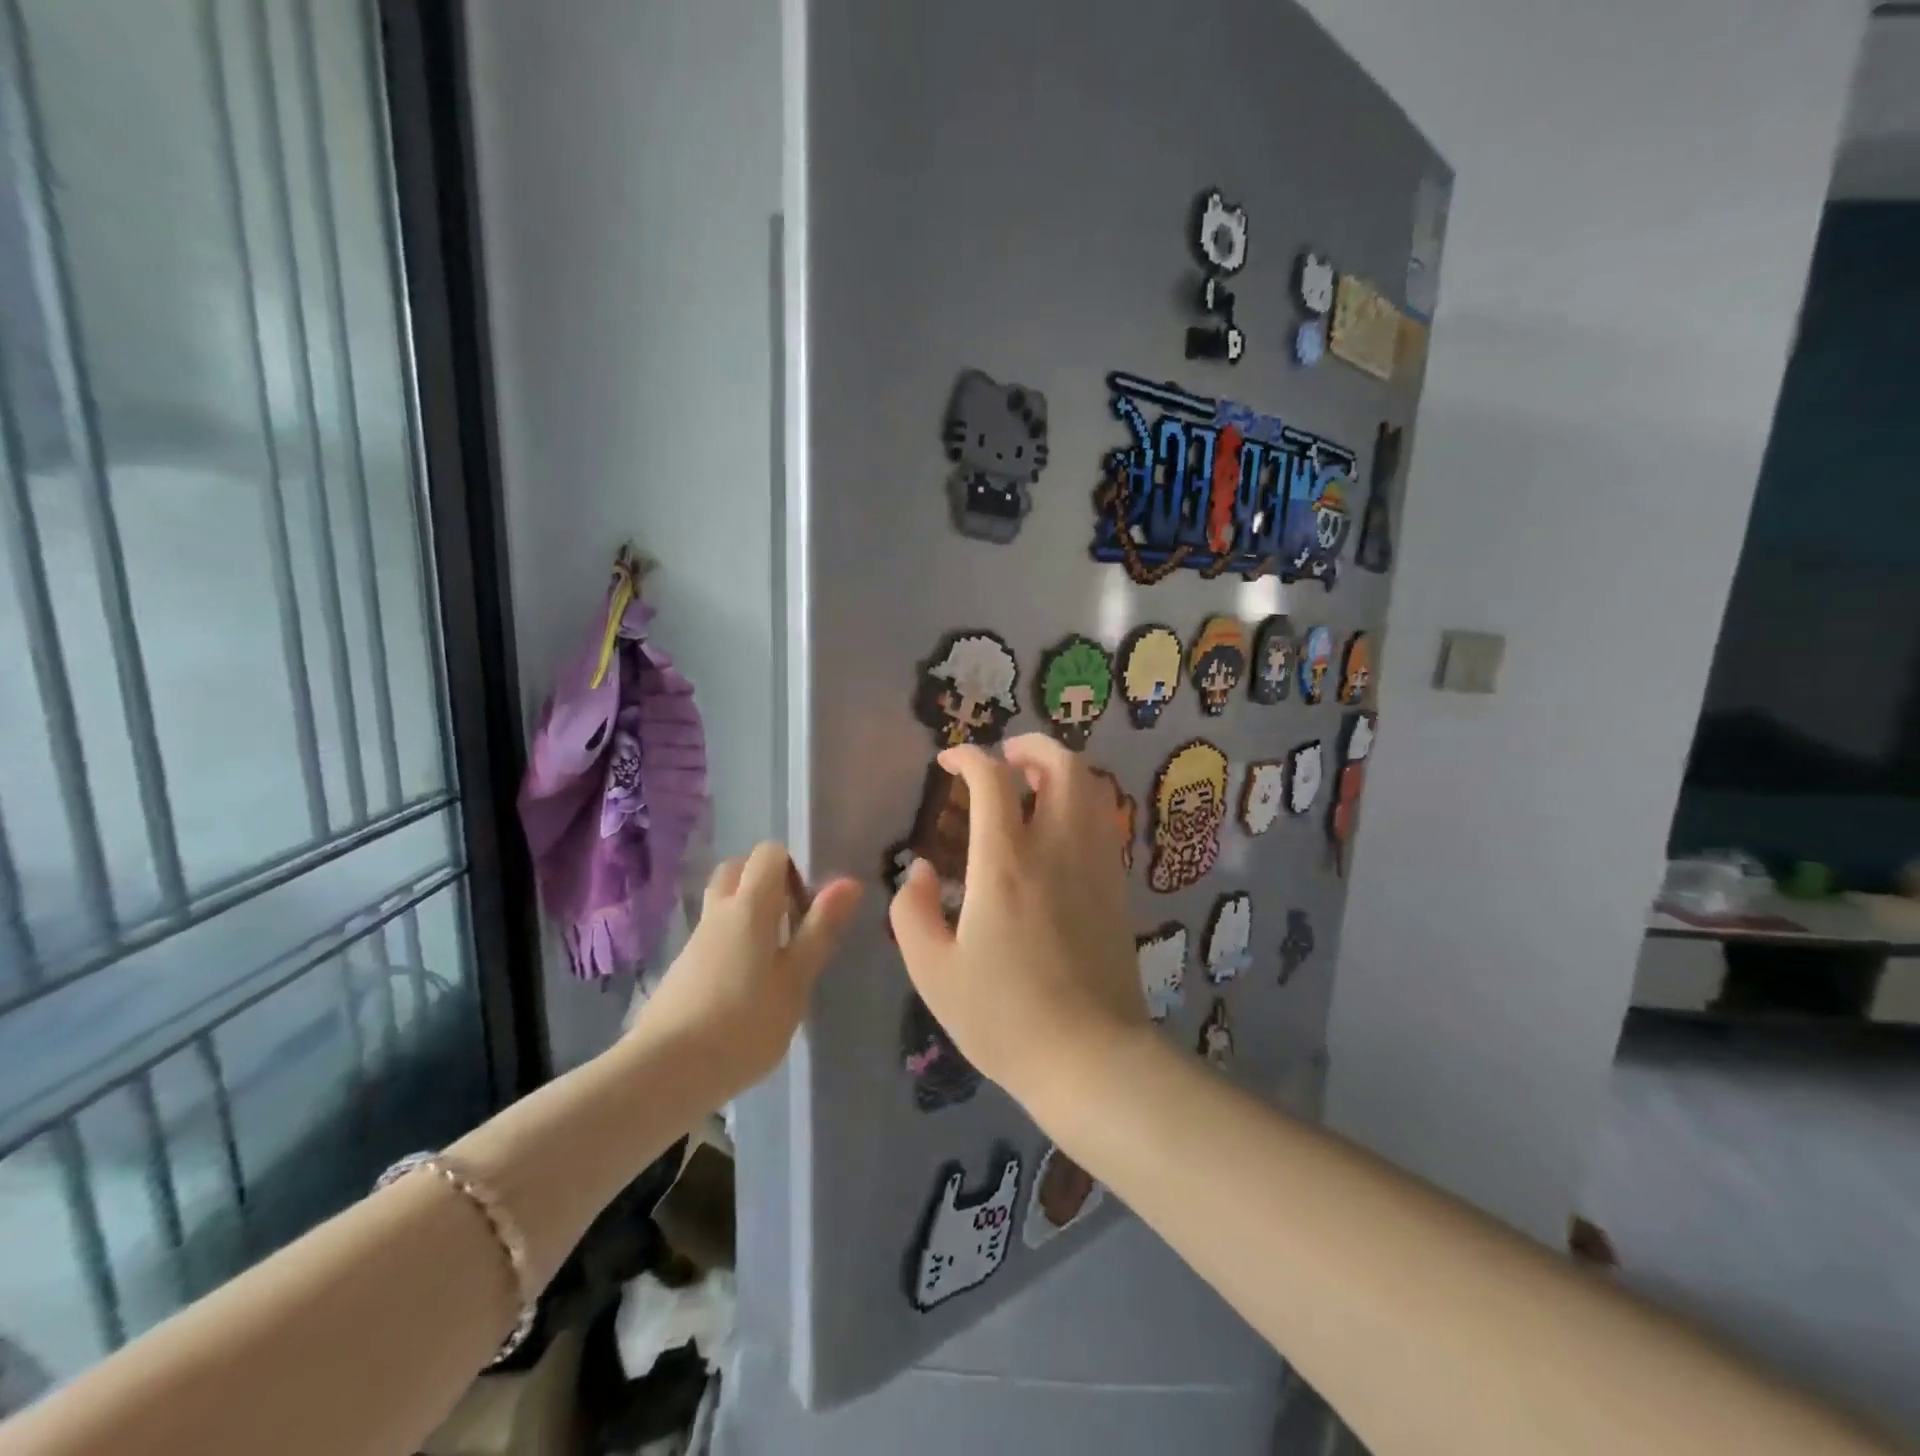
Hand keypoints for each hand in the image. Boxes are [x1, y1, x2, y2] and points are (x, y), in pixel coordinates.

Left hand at [633, 842, 860, 1097]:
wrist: (666, 1072)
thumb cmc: (745, 1023)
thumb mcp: (796, 980)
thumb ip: (820, 929)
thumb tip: (848, 882)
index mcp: (749, 905)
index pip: (768, 853)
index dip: (793, 868)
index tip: (809, 905)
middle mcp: (718, 912)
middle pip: (738, 870)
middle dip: (766, 883)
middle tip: (791, 922)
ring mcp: (695, 940)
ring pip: (723, 904)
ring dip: (749, 914)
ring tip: (774, 959)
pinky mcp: (682, 969)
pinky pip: (713, 936)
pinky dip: (732, 942)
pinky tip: (746, 986)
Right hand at [889, 734, 1148, 1107]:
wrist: (1090, 1058)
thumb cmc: (1004, 1017)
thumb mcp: (934, 972)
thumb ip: (913, 911)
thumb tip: (920, 871)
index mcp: (1006, 864)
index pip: (993, 779)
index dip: (968, 758)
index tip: (948, 763)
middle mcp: (1057, 849)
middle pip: (1062, 764)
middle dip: (1032, 745)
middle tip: (1004, 757)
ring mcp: (1096, 864)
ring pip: (1093, 787)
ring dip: (1062, 769)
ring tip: (1032, 784)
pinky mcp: (1117, 886)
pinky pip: (1104, 820)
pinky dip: (1082, 801)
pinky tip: (1058, 827)